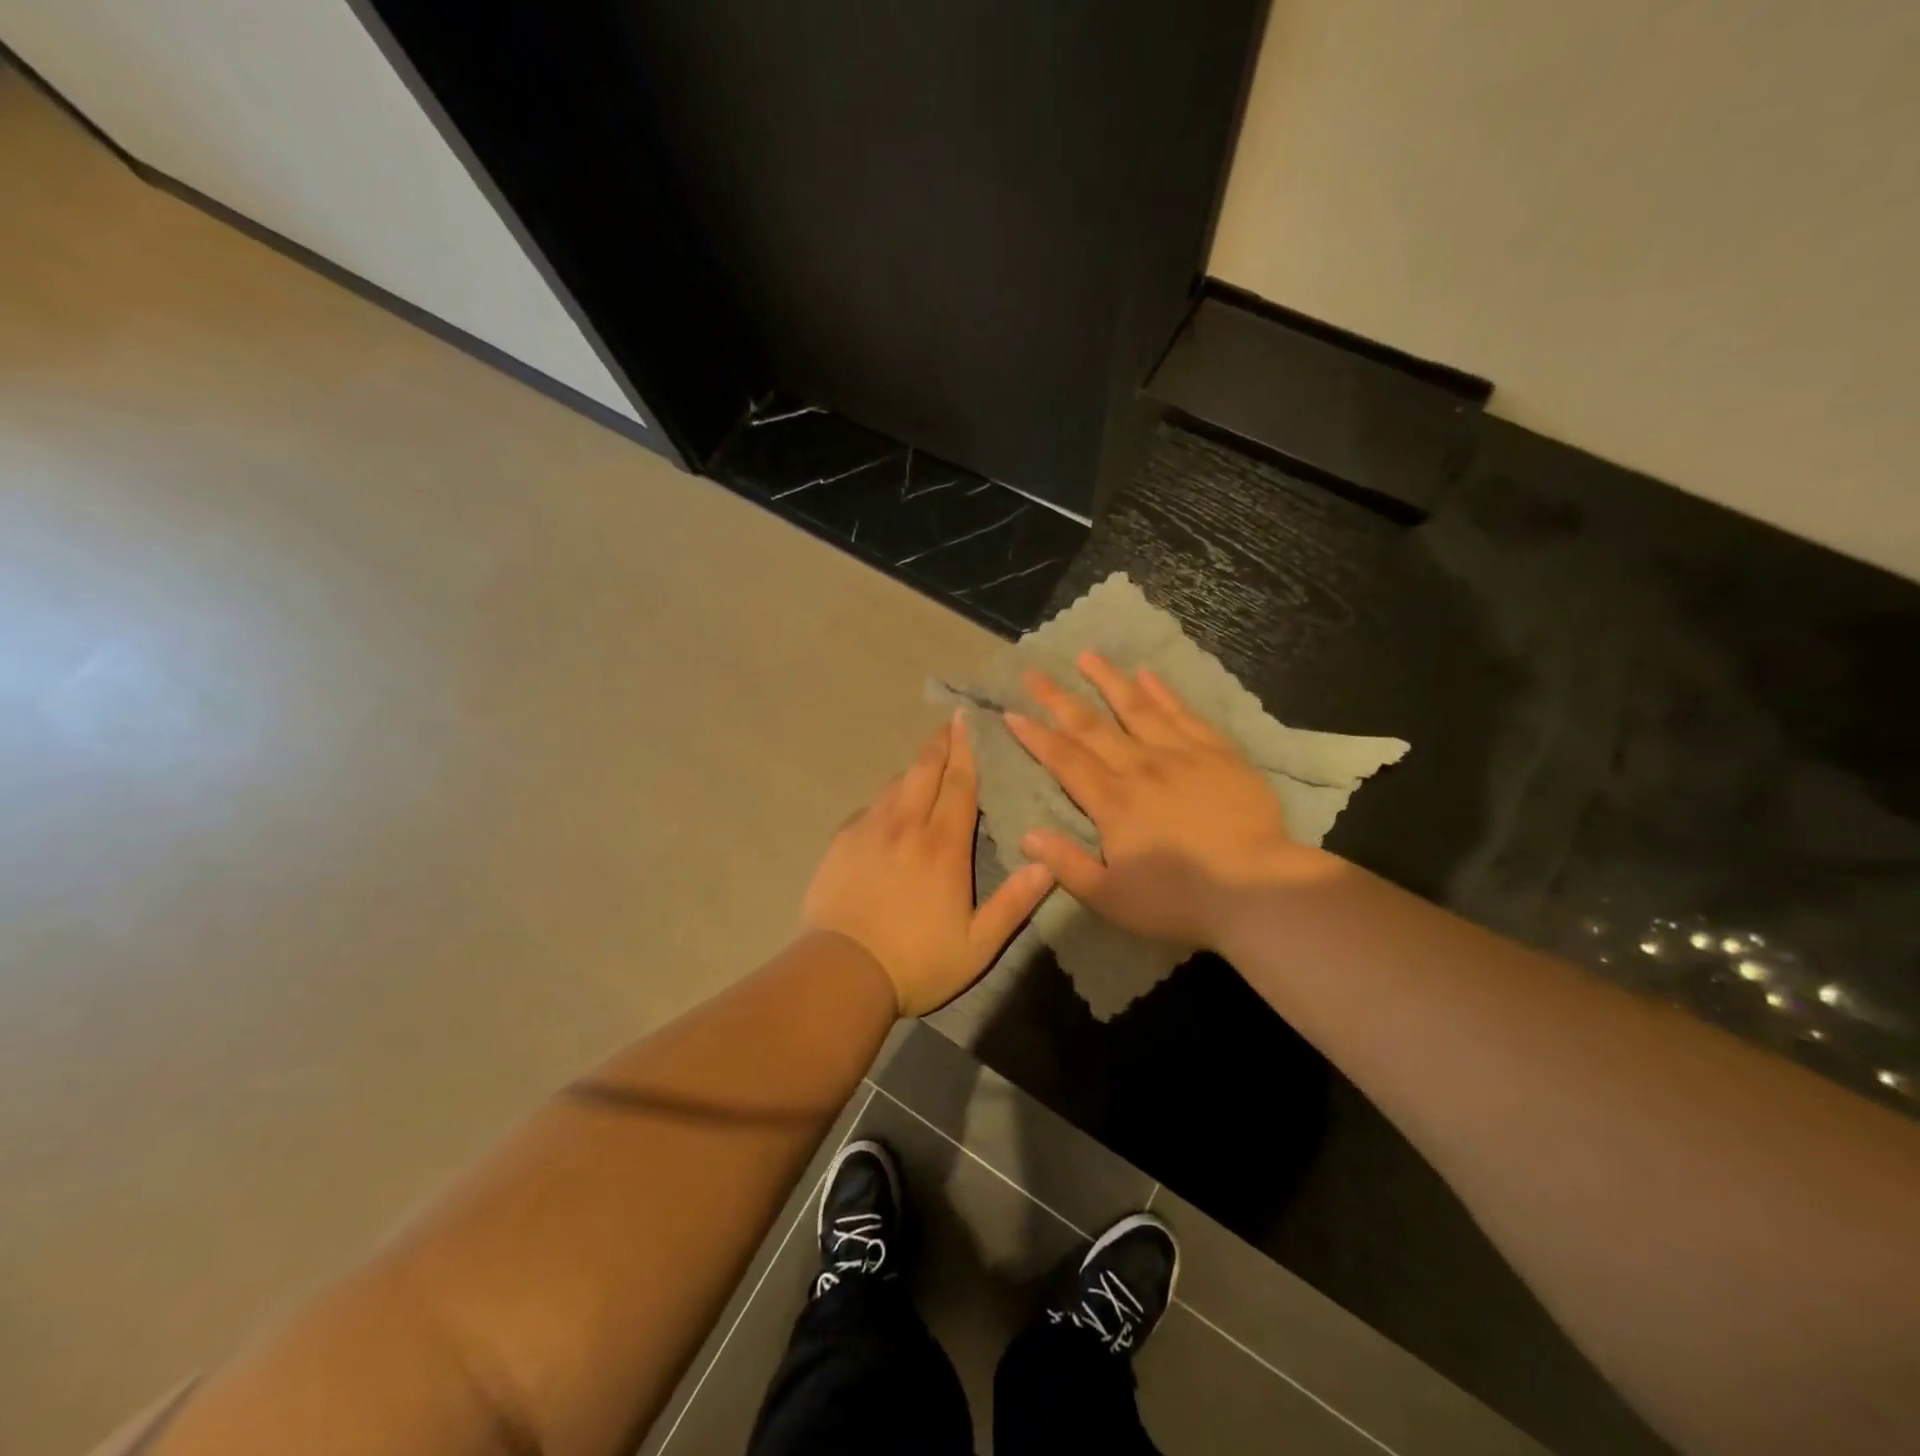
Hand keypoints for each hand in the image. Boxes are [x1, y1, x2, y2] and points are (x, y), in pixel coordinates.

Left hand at [803, 715, 1053, 1014]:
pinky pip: (869, 807)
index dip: (967, 750)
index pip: (959, 784)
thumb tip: (1048, 862)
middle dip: (939, 743)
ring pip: (894, 784)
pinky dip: (885, 798)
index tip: (970, 720)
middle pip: (924, 770)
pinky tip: (888, 807)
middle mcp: (906, 825)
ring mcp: (868, 830)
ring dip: (913, 767)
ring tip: (925, 761)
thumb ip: (1014, 903)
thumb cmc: (917, 961)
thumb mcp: (978, 944)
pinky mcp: (841, 842)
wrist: (842, 972)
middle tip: (950, 723)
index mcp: (943, 845)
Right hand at [1005, 653, 1331, 947]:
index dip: (1035, 736)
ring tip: (1086, 656)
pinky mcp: (1217, 753)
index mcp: (1111, 801)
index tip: (1012, 712)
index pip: (1064, 760)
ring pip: (1136, 707)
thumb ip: (1066, 865)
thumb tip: (1026, 835)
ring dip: (1108, 680)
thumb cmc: (1179, 900)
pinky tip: (1147, 674)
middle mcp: (1139, 767)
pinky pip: (1183, 714)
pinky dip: (1162, 692)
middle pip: (1091, 726)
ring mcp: (1181, 754)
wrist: (1257, 889)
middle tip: (1034, 673)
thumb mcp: (1110, 898)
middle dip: (1058, 699)